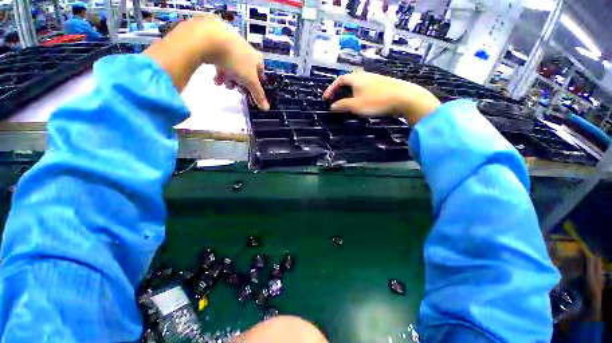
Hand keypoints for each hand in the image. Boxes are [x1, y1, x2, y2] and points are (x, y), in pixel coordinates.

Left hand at [144, 16, 268, 109]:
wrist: (212, 39)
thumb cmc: (237, 61)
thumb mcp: (250, 82)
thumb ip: (258, 95)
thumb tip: (267, 108)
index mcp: (256, 58)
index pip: (260, 72)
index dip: (257, 83)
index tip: (252, 90)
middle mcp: (246, 51)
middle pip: (246, 71)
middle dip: (241, 83)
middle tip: (236, 88)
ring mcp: (231, 46)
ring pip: (233, 67)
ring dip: (229, 78)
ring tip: (222, 84)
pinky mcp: (217, 44)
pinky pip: (221, 60)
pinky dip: (219, 71)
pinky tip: (215, 79)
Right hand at [322, 71, 439, 124]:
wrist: (404, 98)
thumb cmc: (376, 101)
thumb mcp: (355, 105)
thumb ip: (342, 105)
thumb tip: (332, 106)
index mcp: (356, 78)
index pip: (338, 81)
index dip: (330, 89)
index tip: (325, 99)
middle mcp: (364, 76)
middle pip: (347, 81)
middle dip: (338, 91)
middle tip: (334, 100)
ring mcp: (374, 79)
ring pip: (356, 85)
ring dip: (348, 94)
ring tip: (345, 104)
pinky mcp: (382, 85)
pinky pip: (364, 89)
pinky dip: (357, 95)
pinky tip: (361, 102)